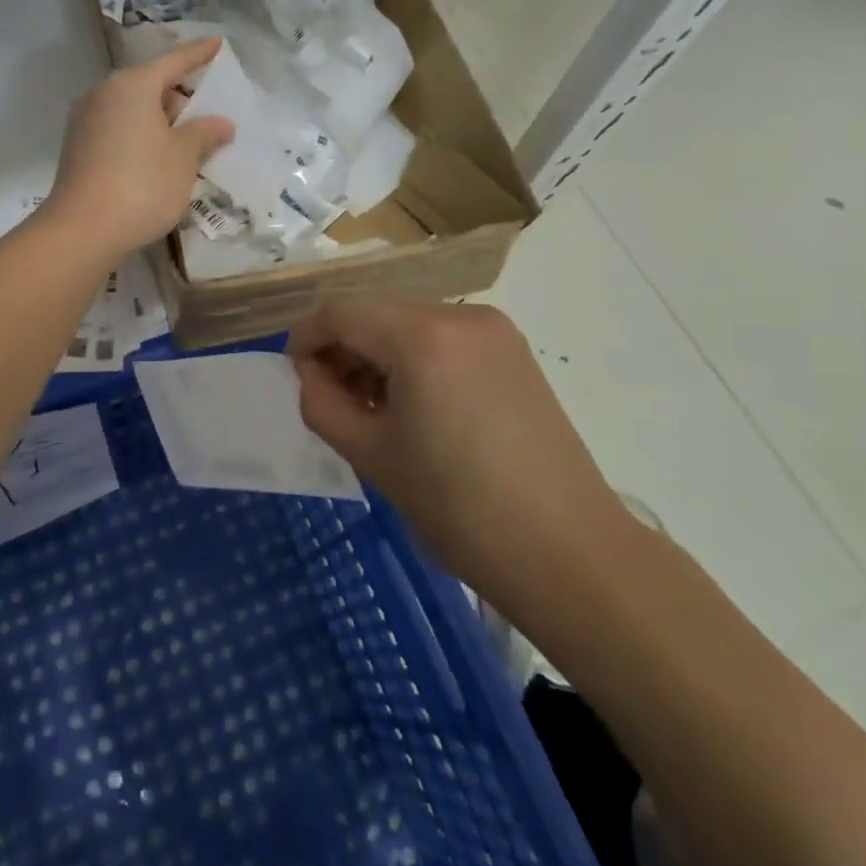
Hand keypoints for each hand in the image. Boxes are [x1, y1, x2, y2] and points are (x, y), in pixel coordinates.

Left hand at [45, 40, 234, 262]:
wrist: (83, 229)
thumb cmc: (142, 183)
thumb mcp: (184, 157)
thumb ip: (204, 133)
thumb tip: (220, 123)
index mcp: (132, 85)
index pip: (174, 60)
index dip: (199, 53)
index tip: (219, 44)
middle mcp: (104, 93)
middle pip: (150, 84)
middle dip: (180, 95)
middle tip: (207, 113)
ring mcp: (85, 119)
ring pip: (132, 108)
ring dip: (159, 119)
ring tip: (186, 142)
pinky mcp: (77, 146)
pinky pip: (118, 128)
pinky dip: (140, 134)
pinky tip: (156, 159)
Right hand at [290, 299, 628, 597]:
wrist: (570, 553)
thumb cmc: (458, 507)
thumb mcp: (371, 455)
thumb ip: (321, 403)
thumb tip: (311, 374)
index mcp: (420, 335)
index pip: (340, 311)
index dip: (306, 338)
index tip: (295, 376)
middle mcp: (458, 315)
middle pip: (376, 313)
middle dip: (343, 348)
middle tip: (331, 398)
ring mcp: (493, 330)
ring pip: (409, 323)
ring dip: (379, 354)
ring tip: (372, 408)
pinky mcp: (514, 351)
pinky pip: (444, 339)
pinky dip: (415, 360)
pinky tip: (416, 406)